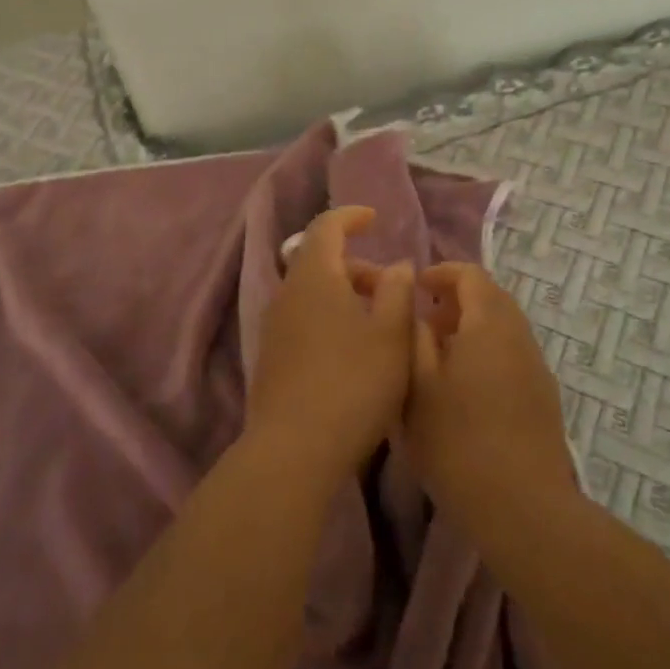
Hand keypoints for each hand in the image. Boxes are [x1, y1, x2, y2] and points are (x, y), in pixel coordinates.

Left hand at [247, 207, 415, 488]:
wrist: (294, 451)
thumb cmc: (353, 383)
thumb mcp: (392, 335)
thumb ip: (398, 292)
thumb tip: (397, 266)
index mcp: (314, 277)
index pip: (326, 227)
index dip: (351, 217)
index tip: (374, 219)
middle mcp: (287, 294)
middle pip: (320, 262)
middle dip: (357, 266)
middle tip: (392, 290)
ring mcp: (274, 328)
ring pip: (312, 294)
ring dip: (345, 296)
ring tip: (379, 325)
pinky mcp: (271, 359)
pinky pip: (304, 320)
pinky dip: (330, 319)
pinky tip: (354, 353)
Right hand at [407, 262, 574, 528]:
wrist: (522, 506)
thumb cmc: (457, 441)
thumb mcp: (417, 386)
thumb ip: (413, 338)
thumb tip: (416, 311)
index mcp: (489, 323)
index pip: (470, 274)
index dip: (441, 273)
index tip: (415, 289)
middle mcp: (519, 334)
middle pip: (490, 297)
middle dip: (456, 300)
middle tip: (424, 323)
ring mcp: (536, 366)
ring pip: (503, 327)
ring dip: (472, 327)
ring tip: (439, 357)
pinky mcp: (543, 395)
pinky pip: (512, 353)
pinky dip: (487, 351)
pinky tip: (466, 388)